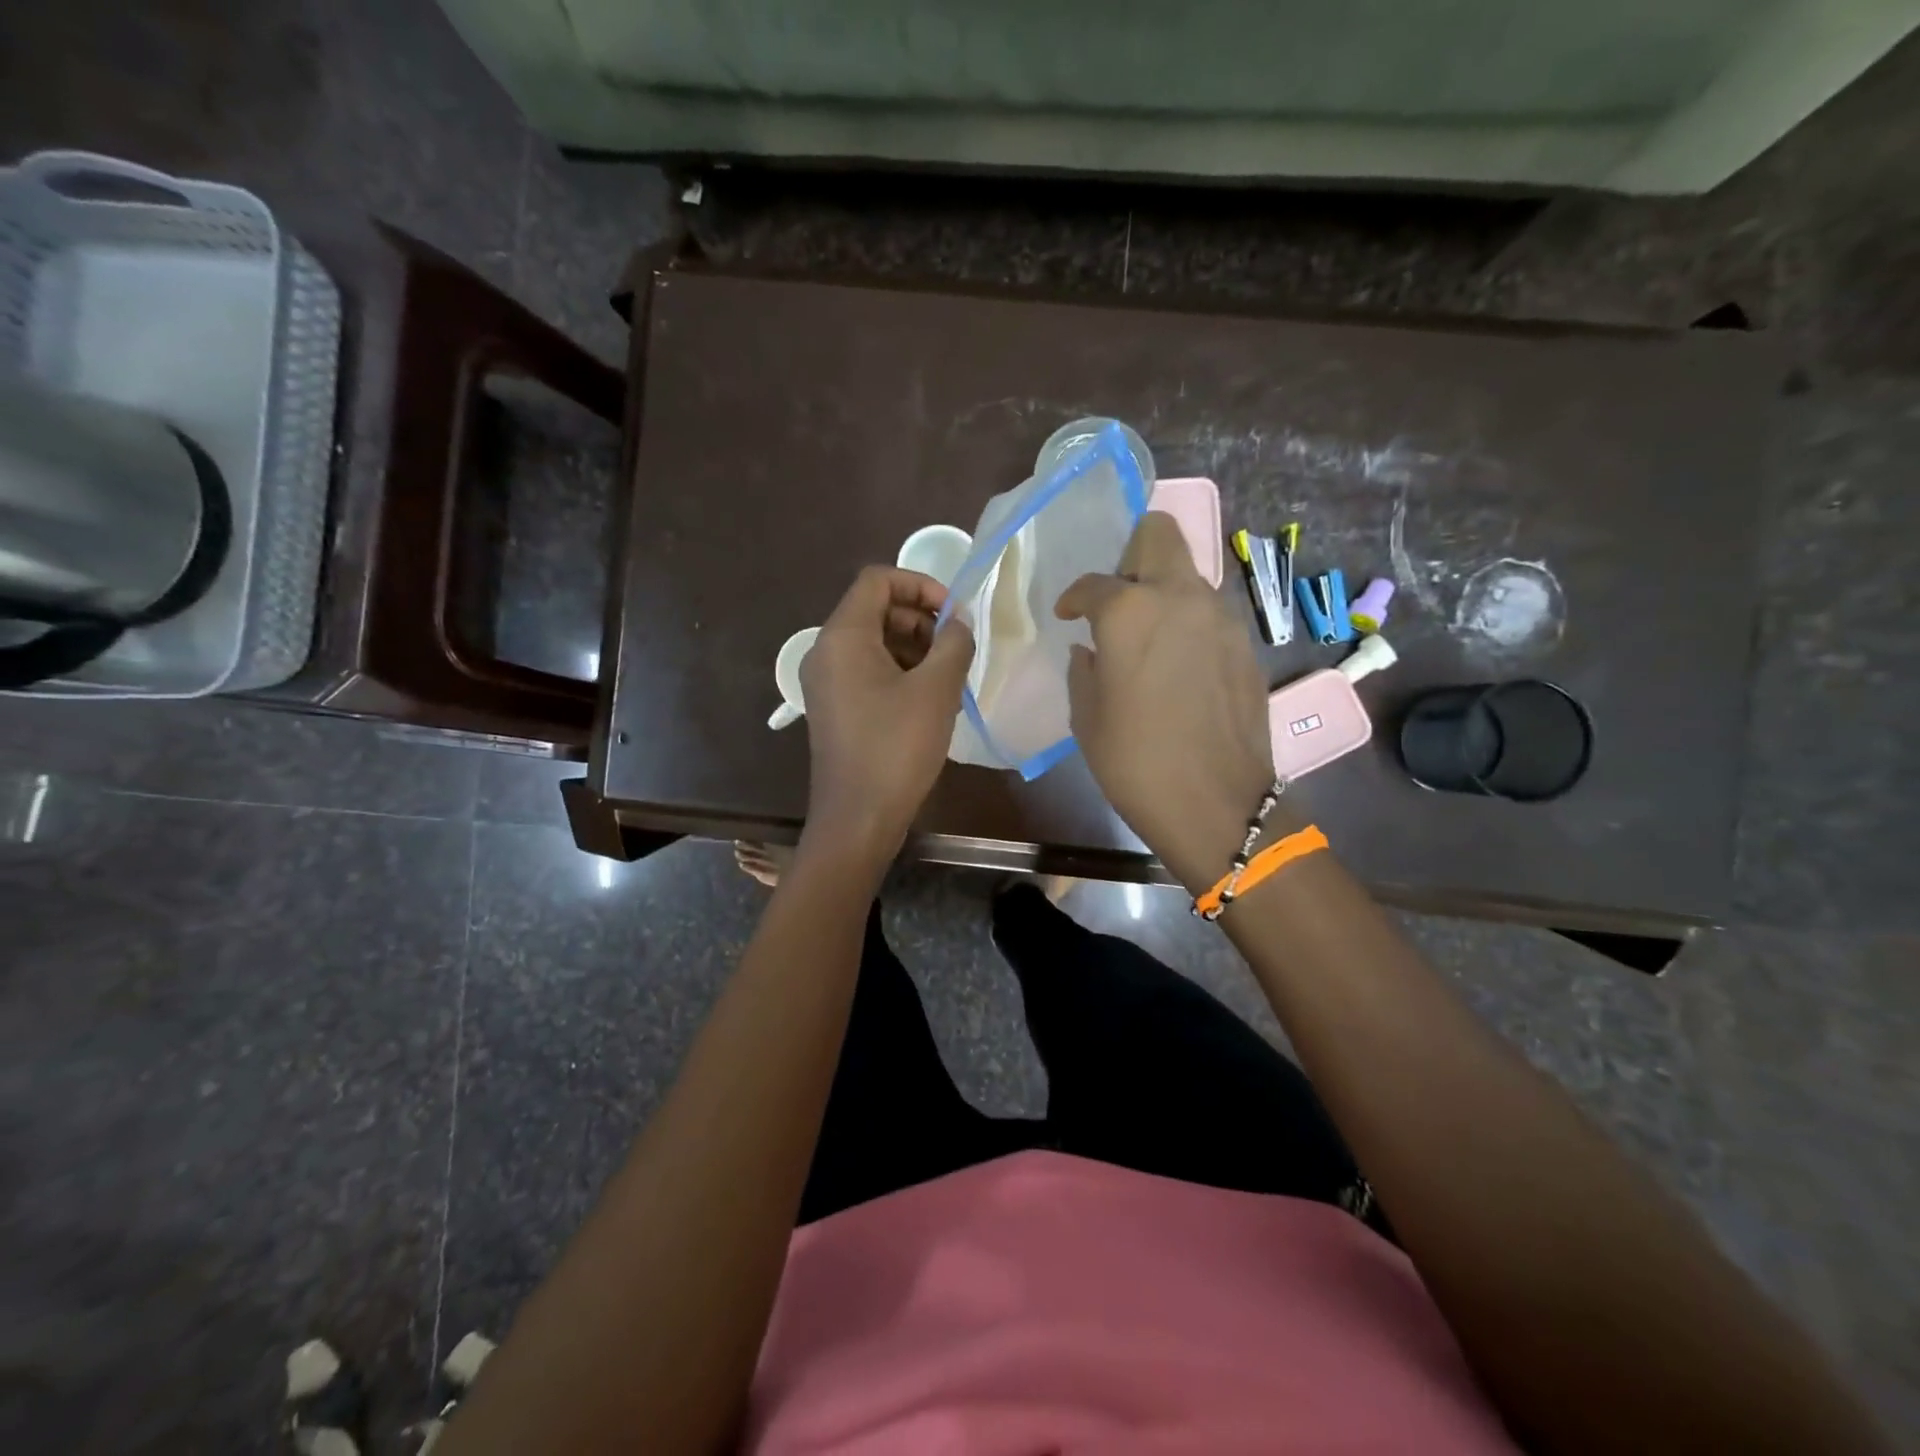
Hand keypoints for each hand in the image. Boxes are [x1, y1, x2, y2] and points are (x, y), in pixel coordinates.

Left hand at [799, 566, 974, 867]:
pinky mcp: (835, 708)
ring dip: (915, 648)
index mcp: (843, 636)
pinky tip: (930, 701)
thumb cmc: (896, 748)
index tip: (955, 614)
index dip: (921, 585)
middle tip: (956, 649)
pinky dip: (900, 673)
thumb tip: (958, 623)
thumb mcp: (936, 690)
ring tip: (949, 678)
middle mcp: (826, 651)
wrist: (858, 818)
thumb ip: (954, 643)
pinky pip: (868, 672)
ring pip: (874, 643)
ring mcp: (826, 682)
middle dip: (921, 619)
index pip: (878, 580)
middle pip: (876, 610)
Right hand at [1056, 513, 1277, 894]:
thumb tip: (1090, 650)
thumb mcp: (1087, 718)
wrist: (1217, 804)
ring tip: (1147, 636)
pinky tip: (1177, 664)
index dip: (1074, 597)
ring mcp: (1221, 617)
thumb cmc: (1136, 762)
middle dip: (1132, 553)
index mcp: (1130, 612)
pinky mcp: (1245, 644)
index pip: (1093, 583)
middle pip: (1159, 534)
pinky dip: (1188, 622)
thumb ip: (1084, 671)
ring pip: (1189, 574)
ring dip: (1164, 591)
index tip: (1068, 615)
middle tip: (1118, 598)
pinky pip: (1210, 612)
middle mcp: (1180, 597)